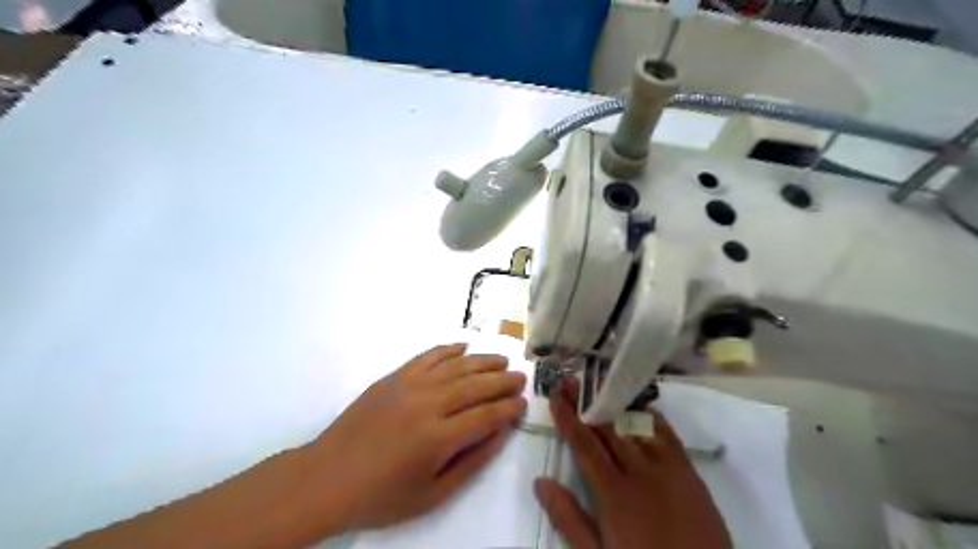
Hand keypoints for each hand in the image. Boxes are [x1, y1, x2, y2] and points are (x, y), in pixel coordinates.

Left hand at [302, 344, 523, 528]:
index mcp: (438, 438)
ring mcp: (409, 385)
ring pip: (456, 366)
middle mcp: (428, 404)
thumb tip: (500, 433)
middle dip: (503, 381)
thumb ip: (471, 461)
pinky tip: (464, 347)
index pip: (486, 415)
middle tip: (521, 377)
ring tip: (502, 360)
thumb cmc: (382, 494)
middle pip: (476, 385)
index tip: (523, 403)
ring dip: (483, 361)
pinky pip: (428, 356)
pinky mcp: (394, 377)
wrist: (328, 477)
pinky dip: (448, 349)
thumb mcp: (432, 493)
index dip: (508, 408)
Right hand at [533, 377, 728, 547]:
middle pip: (609, 427)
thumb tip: (540, 481)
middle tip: (572, 380)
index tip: (556, 395)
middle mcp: (640, 471)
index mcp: (614, 492)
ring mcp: (668, 469)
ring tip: (600, 384)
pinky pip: (667, 434)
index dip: (568, 417)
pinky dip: (650, 417)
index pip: (585, 444)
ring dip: (616, 403)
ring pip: (637, 425)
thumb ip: (569, 518)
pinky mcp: (689, 472)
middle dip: (588, 402)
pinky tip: (640, 408)